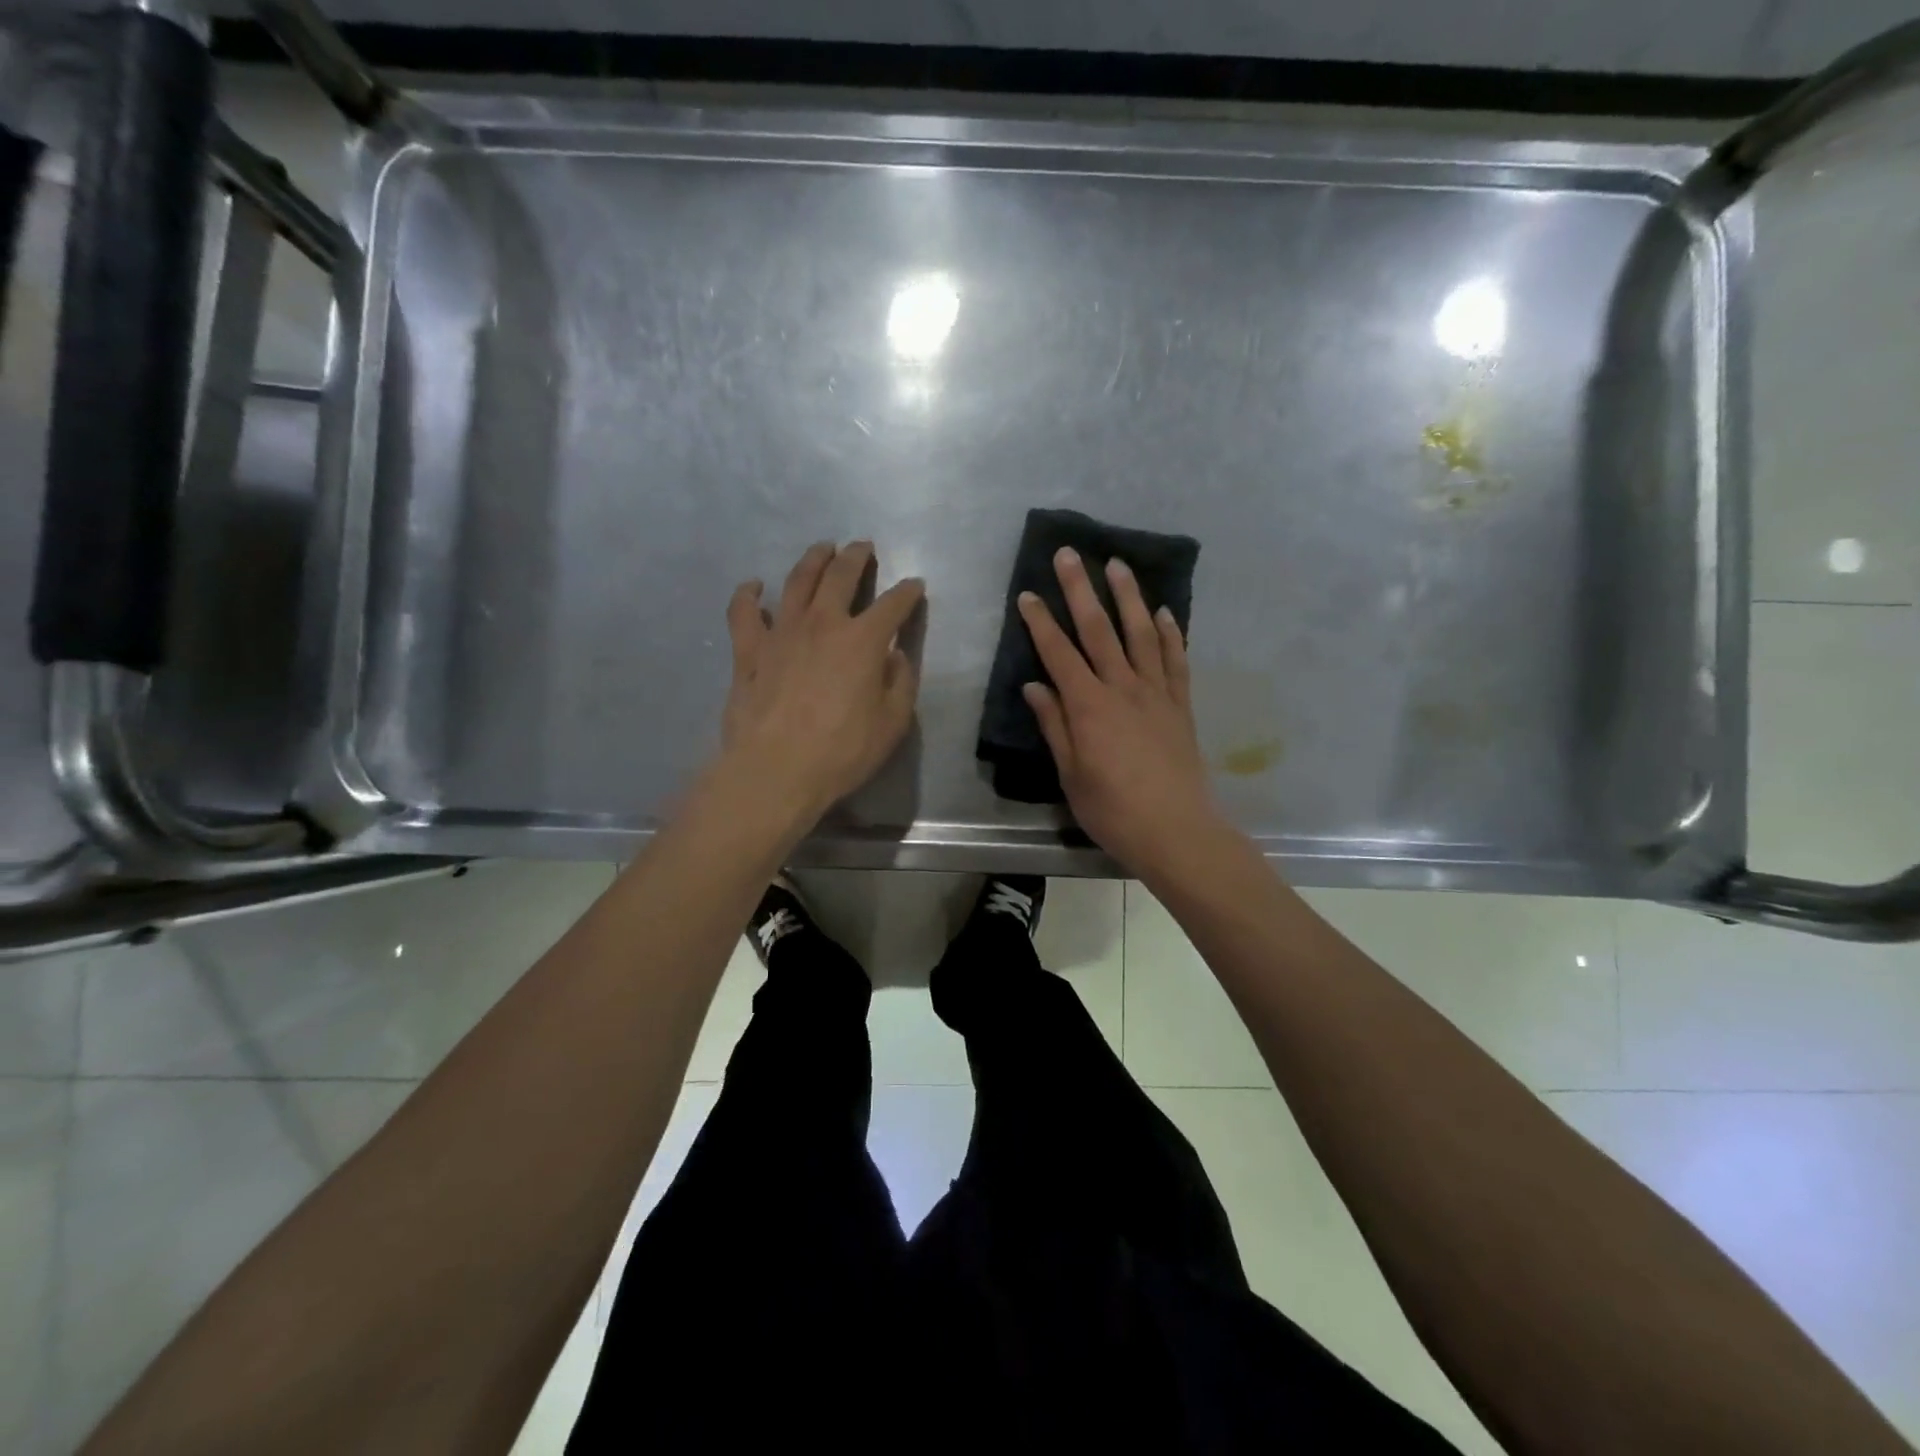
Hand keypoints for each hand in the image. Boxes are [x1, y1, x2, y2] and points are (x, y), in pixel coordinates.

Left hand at [719, 540, 924, 822]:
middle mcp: (822, 623)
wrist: (775, 770)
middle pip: (841, 575)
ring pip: (797, 581)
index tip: (915, 586)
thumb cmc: (842, 751)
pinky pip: (744, 612)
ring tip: (822, 549)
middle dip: (856, 557)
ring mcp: (781, 632)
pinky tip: (754, 586)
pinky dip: (749, 594)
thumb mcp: (892, 723)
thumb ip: (900, 683)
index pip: (893, 605)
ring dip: (813, 560)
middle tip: (863, 547)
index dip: (908, 592)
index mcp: (863, 640)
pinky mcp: (748, 650)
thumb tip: (895, 656)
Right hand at [1020, 548, 1226, 878]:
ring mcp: (1157, 693)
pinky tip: (1165, 612)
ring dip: (1129, 597)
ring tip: (1118, 565)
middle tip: (1070, 554)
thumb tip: (1036, 686)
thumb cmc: (1113, 810)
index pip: (1059, 654)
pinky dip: (1171, 633)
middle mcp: (1123, 688)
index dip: (1042, 622)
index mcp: (1089, 706)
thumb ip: (1055, 726)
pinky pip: (1176, 661)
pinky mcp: (1181, 705)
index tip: (1028, 594)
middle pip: (1100, 630)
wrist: (1177, 831)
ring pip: (1142, 634)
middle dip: (1081, 590)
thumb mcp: (1071, 774)